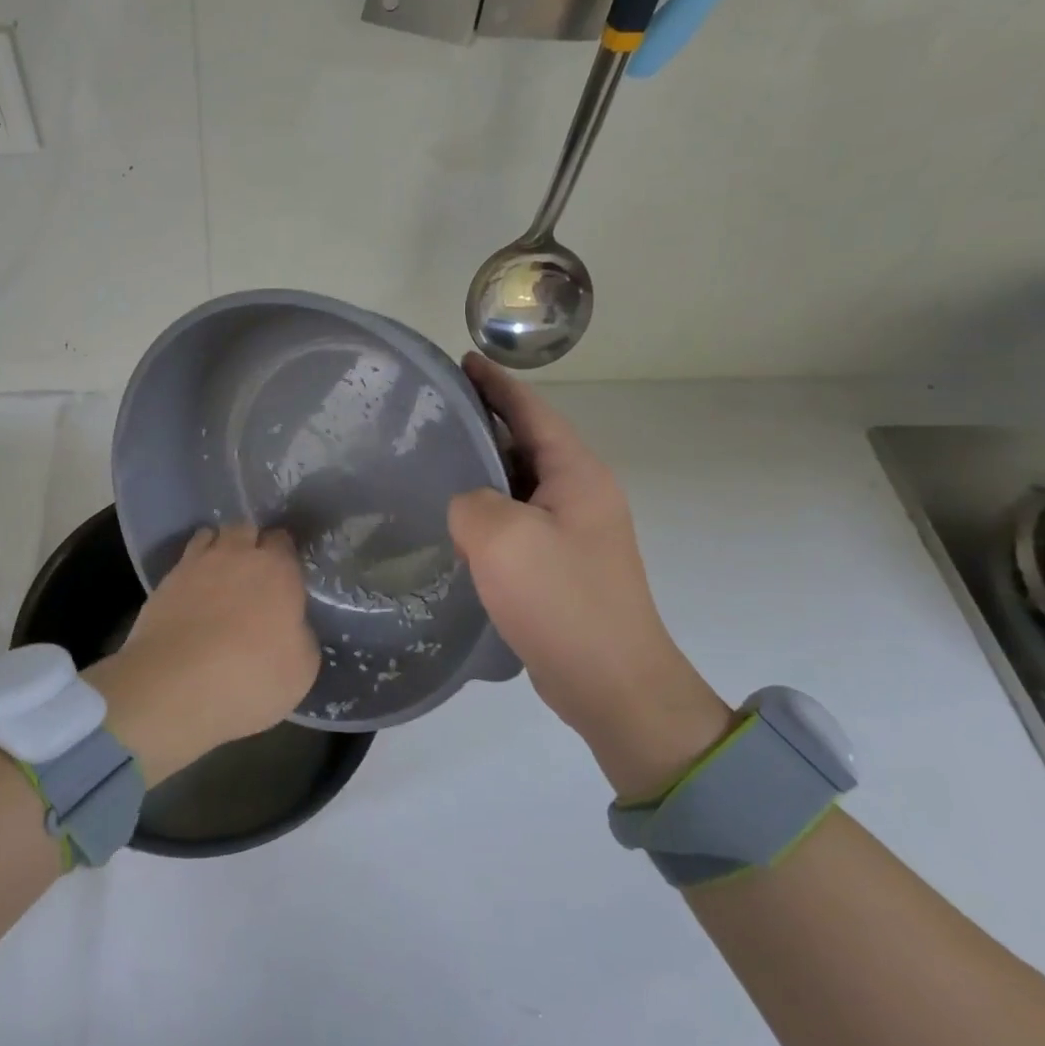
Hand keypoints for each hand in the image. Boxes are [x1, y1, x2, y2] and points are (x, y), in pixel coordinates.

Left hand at [85, 523, 318, 784]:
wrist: (175, 685)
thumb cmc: (251, 677)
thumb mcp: (301, 668)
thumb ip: (301, 635)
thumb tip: (292, 625)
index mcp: (278, 570)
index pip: (283, 541)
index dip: (283, 555)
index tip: (284, 575)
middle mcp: (238, 555)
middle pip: (246, 528)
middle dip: (250, 542)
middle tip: (252, 572)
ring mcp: (197, 564)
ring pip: (211, 535)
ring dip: (218, 547)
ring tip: (219, 574)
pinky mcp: (166, 581)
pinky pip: (185, 560)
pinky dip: (191, 568)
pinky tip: (193, 591)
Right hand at [449, 354, 731, 795]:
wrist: (614, 685)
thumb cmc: (562, 601)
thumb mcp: (502, 539)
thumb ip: (470, 502)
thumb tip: (467, 507)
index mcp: (576, 474)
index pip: (531, 411)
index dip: (495, 383)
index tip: (460, 360)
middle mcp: (581, 494)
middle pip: (525, 442)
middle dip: (482, 423)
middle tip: (430, 415)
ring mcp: (573, 532)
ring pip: (518, 484)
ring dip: (482, 471)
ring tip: (433, 462)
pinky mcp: (561, 565)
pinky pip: (517, 522)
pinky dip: (487, 512)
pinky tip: (455, 522)